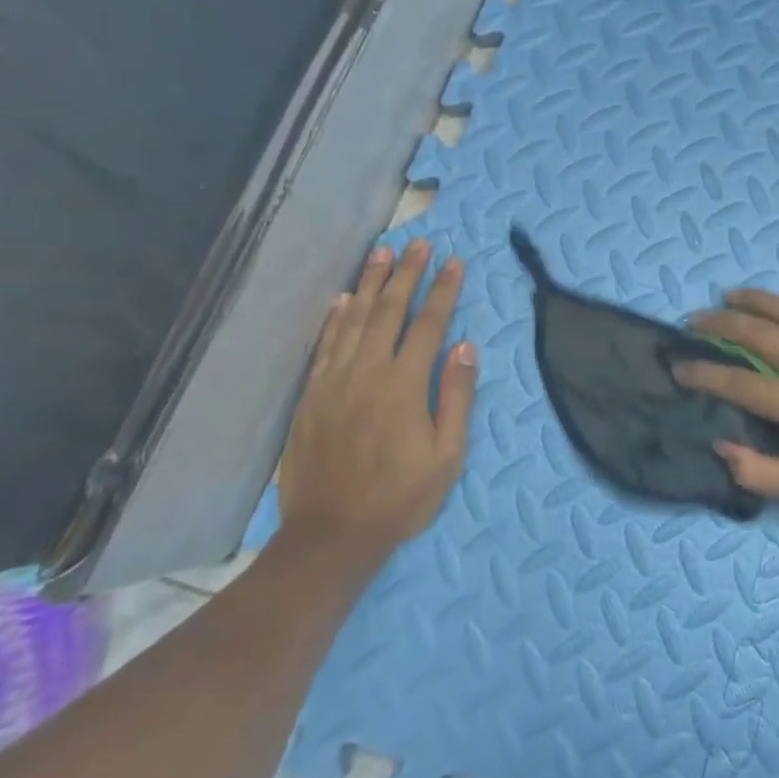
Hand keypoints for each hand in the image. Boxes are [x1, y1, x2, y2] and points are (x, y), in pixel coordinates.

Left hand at [279, 240, 477, 566]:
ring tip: (383, 253)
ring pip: (354, 320)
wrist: (332, 534)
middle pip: (389, 312)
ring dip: (371, 284)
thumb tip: (466, 347)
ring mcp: (334, 382)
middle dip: (407, 274)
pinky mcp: (312, 396)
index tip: (455, 262)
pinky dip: (336, 318)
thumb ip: (457, 397)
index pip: (429, 325)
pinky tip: (344, 299)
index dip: (443, 291)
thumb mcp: (447, 455)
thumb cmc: (401, 498)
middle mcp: (367, 373)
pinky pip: (325, 346)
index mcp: (405, 386)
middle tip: (420, 244)